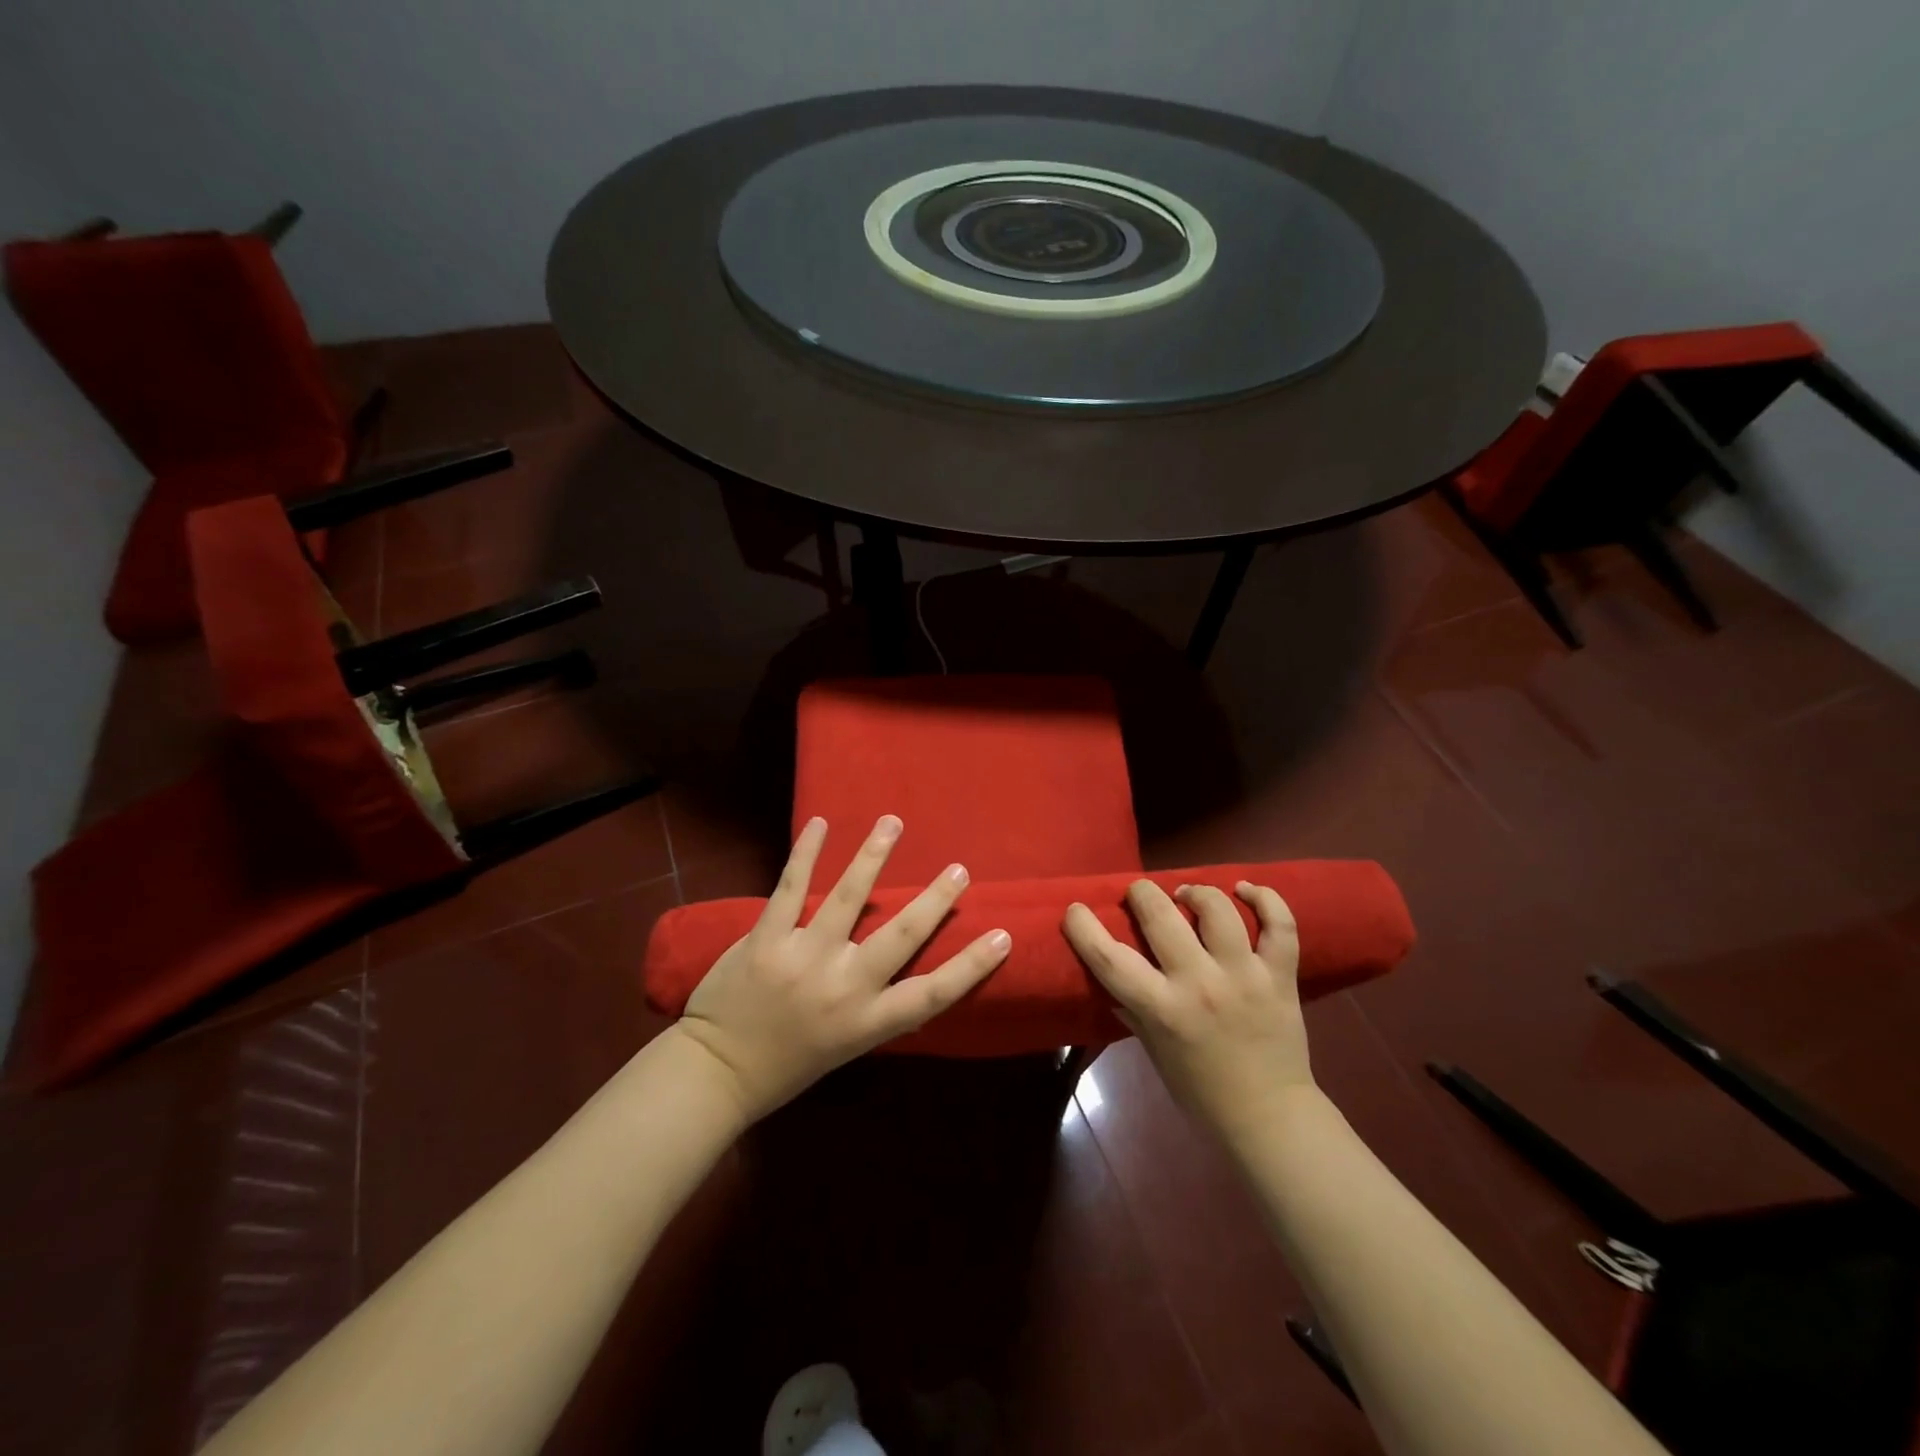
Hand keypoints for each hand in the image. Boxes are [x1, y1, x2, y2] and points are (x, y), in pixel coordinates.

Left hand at [675, 815, 1011, 1121]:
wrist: (716, 1073)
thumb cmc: (787, 1065)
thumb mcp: (846, 1048)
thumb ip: (876, 1010)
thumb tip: (907, 977)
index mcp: (867, 1022)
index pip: (932, 994)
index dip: (971, 965)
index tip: (1002, 934)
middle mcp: (842, 988)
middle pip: (900, 936)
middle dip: (934, 900)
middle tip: (959, 869)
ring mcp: (803, 958)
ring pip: (848, 898)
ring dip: (873, 855)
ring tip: (893, 823)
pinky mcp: (767, 938)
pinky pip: (791, 887)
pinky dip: (806, 853)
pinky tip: (820, 824)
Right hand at [1064, 880, 1311, 1144]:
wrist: (1269, 1120)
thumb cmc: (1201, 1093)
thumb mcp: (1154, 1052)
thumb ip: (1133, 1010)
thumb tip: (1110, 978)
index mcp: (1161, 1009)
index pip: (1108, 957)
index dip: (1083, 925)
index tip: (1075, 909)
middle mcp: (1200, 984)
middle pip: (1161, 915)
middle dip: (1142, 893)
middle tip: (1140, 895)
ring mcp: (1244, 976)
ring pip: (1219, 909)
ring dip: (1196, 892)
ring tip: (1188, 895)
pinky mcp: (1280, 976)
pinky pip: (1280, 925)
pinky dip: (1266, 899)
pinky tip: (1246, 889)